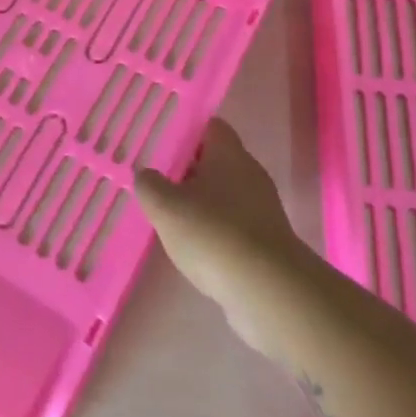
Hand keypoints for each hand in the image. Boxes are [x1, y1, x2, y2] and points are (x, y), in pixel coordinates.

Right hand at [136, 119, 317, 355]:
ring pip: (224, 194)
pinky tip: (193, 246)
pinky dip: (214, 230)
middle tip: (158, 179)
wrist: (268, 290)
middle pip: (217, 160)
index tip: (162, 142)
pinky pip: (233, 224)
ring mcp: (262, 208)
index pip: (211, 126)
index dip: (187, 130)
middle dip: (188, 168)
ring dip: (200, 201)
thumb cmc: (213, 233)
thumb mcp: (165, 206)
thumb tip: (147, 175)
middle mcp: (250, 174)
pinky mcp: (266, 241)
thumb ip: (150, 185)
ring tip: (169, 215)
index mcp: (229, 154)